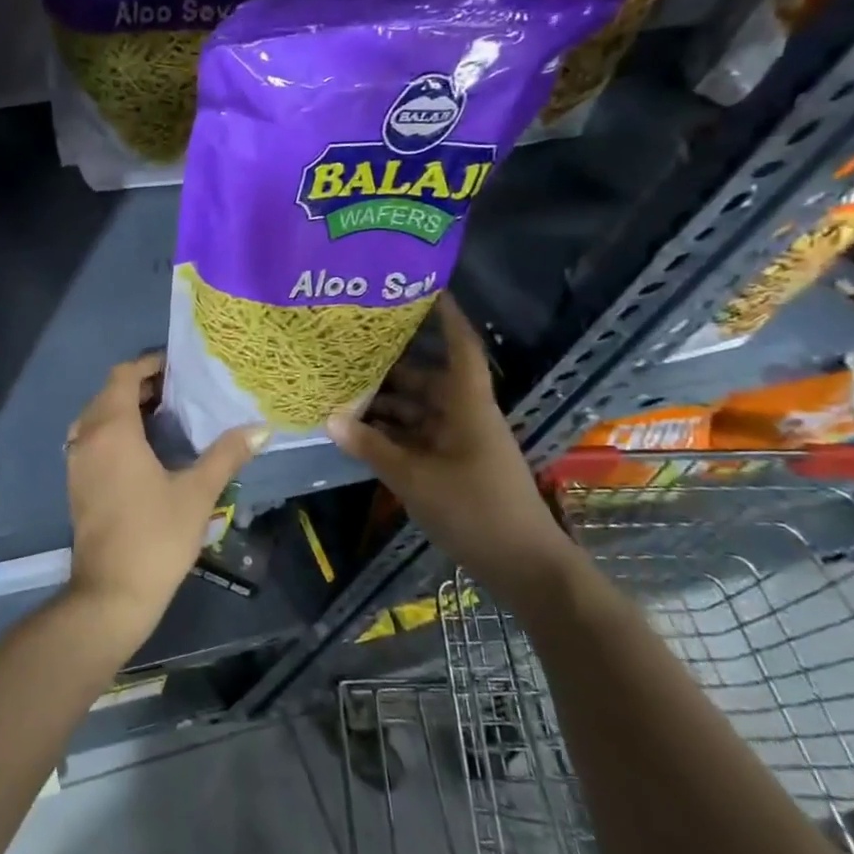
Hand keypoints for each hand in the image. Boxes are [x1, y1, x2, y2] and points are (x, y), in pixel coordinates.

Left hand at [64, 353, 267, 634]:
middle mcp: (87, 437)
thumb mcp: (197, 493)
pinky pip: (91, 439)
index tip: (178, 367)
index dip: (148, 365)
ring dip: (124, 408)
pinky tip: (143, 449)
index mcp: (112, 430)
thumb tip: (260, 430)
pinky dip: (112, 430)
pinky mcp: (75, 482)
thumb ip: (226, 455)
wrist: (111, 592)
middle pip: (108, 393)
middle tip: (179, 391)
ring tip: (165, 416)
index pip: (122, 376)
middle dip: (140, 386)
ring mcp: (76, 461)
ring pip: (96, 417)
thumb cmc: (156, 536)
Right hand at [325, 298, 579, 606]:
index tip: (426, 288)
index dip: (447, 318)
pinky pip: (416, 437)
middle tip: (347, 350)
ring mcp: (459, 443)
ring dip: (384, 404)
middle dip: (390, 366)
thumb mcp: (415, 478)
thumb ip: (371, 447)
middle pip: (427, 379)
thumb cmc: (475, 510)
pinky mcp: (453, 466)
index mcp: (468, 407)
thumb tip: (331, 418)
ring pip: (417, 410)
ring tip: (341, 390)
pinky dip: (390, 432)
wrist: (523, 565)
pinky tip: (358, 432)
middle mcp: (464, 417)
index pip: (460, 349)